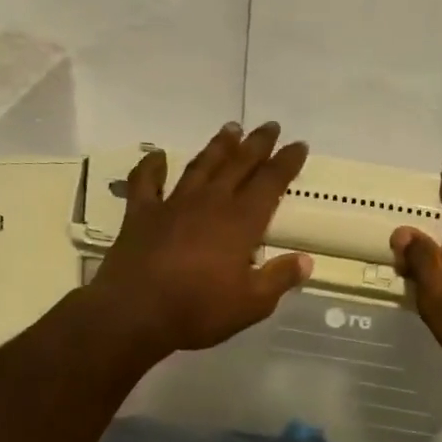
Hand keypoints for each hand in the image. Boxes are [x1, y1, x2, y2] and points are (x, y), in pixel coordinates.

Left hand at [90, 120, 312, 361]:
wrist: (135, 314)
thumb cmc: (199, 311)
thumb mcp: (252, 304)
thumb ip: (280, 278)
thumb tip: (306, 260)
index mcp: (240, 222)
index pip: (270, 183)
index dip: (286, 162)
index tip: (299, 145)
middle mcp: (210, 203)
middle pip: (238, 164)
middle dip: (257, 144)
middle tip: (270, 126)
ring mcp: (173, 205)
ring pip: (200, 166)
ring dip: (218, 146)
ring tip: (231, 128)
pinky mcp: (141, 215)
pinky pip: (146, 182)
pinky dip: (152, 166)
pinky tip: (158, 156)